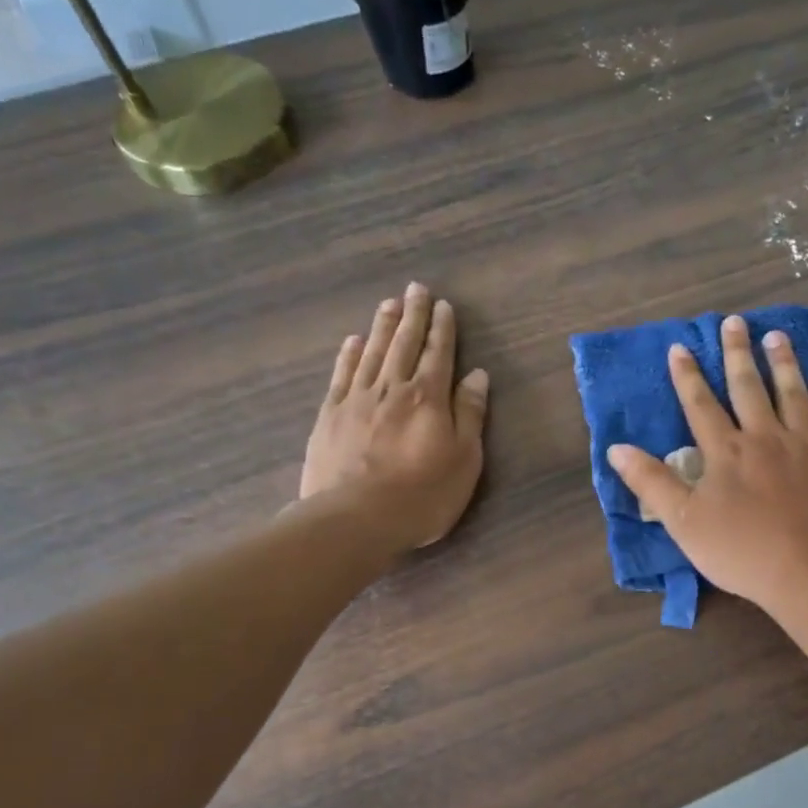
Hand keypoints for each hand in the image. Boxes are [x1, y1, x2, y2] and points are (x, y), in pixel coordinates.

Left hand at [299, 282, 489, 552]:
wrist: (355, 518)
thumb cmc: (422, 495)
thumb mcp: (464, 460)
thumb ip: (470, 414)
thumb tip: (477, 374)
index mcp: (429, 398)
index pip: (438, 354)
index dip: (442, 329)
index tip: (443, 305)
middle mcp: (393, 388)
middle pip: (404, 344)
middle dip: (412, 316)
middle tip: (415, 289)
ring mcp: (357, 399)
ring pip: (372, 353)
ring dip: (382, 327)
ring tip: (388, 304)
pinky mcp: (330, 416)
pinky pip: (343, 375)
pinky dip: (349, 354)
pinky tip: (353, 341)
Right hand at [609, 315, 807, 611]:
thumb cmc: (741, 551)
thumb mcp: (683, 523)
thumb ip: (651, 483)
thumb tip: (616, 448)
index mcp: (725, 452)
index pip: (700, 405)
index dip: (687, 376)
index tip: (680, 347)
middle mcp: (764, 437)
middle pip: (748, 387)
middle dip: (737, 354)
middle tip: (734, 322)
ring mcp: (805, 445)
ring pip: (792, 393)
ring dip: (783, 363)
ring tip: (776, 335)